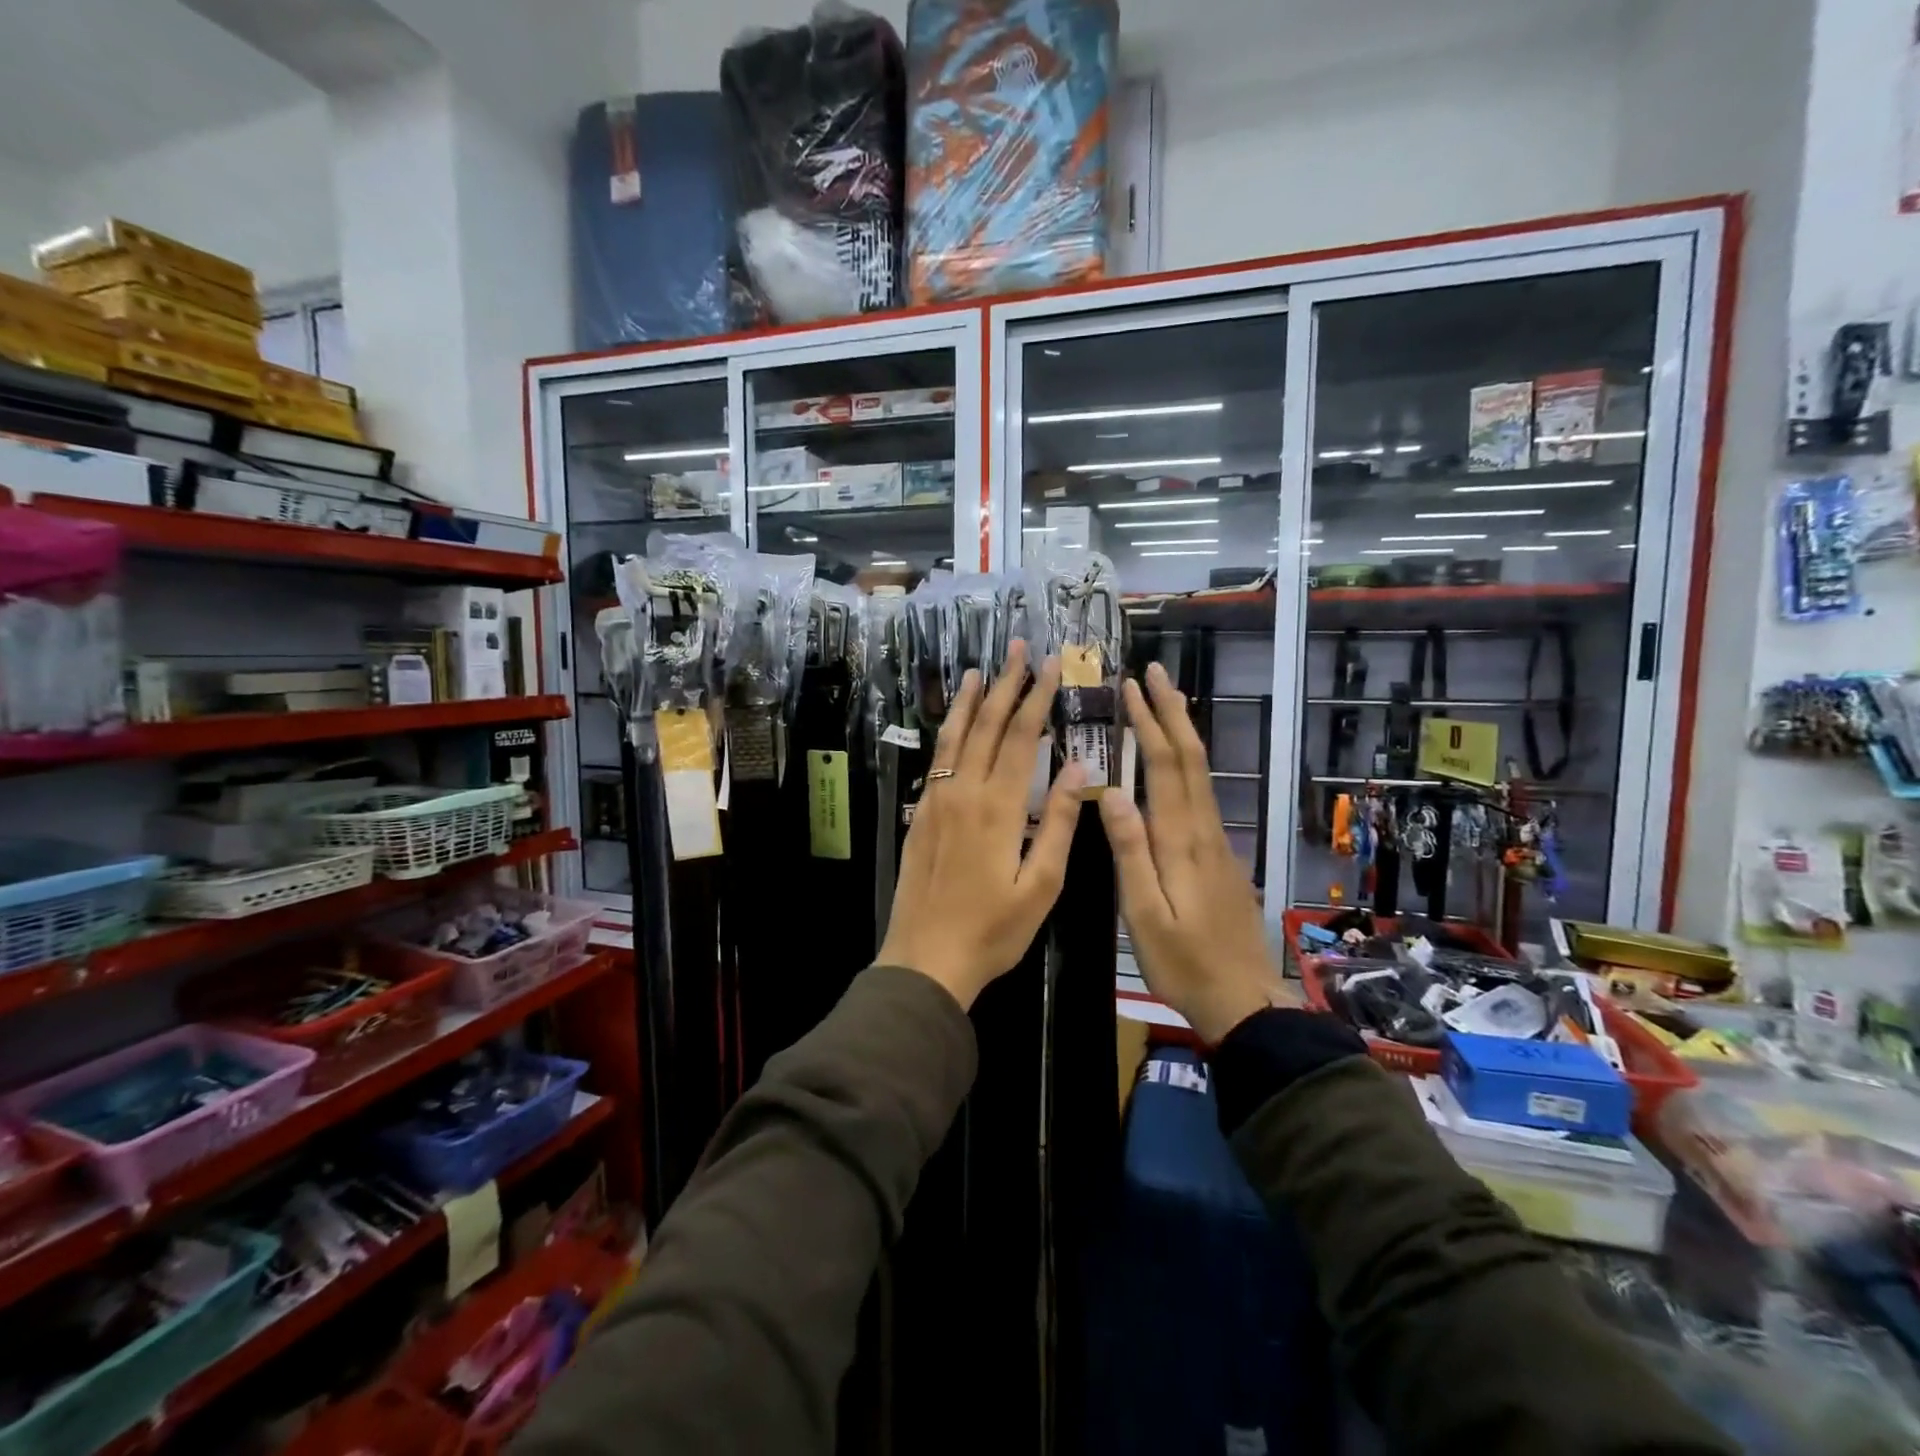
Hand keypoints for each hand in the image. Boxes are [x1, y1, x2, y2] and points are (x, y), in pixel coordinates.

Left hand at [878, 640, 1084, 1009]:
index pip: (1020, 737)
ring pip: (954, 737)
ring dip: (969, 700)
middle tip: (1017, 648)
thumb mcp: (1041, 885)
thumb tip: (1079, 768)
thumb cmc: (993, 929)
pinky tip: (955, 723)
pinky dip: (949, 732)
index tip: (1051, 666)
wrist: (926, 958)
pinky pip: (938, 759)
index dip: (1037, 698)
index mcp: (998, 807)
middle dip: (1004, 684)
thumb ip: (1060, 823)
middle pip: (985, 726)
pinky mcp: (920, 815)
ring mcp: (936, 801)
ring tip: (980, 669)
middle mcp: (963, 792)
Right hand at [1099, 663, 1280, 1042]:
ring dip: (1183, 731)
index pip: (1165, 766)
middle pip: (1191, 758)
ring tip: (1166, 701)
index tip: (1131, 687)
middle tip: (1154, 672)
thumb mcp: (1144, 914)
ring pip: (1201, 773)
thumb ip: (1130, 852)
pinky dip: (1188, 762)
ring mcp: (1217, 842)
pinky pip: (1202, 793)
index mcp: (1181, 841)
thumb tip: (1111, 792)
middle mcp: (1204, 830)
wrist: (1245, 1001)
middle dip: (1172, 711)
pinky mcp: (1220, 856)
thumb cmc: (1185, 962)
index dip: (1149, 722)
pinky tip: (1178, 762)